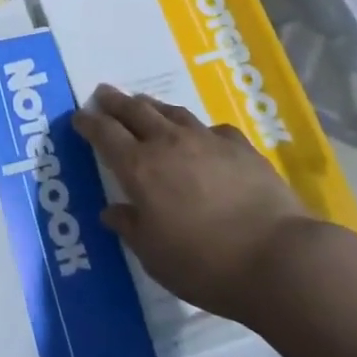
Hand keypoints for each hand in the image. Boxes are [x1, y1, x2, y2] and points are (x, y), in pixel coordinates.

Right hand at [74, 85, 311, 321]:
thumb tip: (112, 211)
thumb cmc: (205, 264)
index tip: (79, 117)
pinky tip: (201, 136)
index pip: (105, 134)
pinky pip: (210, 128)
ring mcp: (206, 140)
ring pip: (171, 112)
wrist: (277, 257)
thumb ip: (131, 228)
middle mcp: (168, 144)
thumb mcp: (155, 256)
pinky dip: (196, 128)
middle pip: (134, 111)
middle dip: (115, 101)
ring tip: (143, 103)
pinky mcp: (239, 146)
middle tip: (103, 93)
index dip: (89, 123)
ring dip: (151, 106)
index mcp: (139, 168)